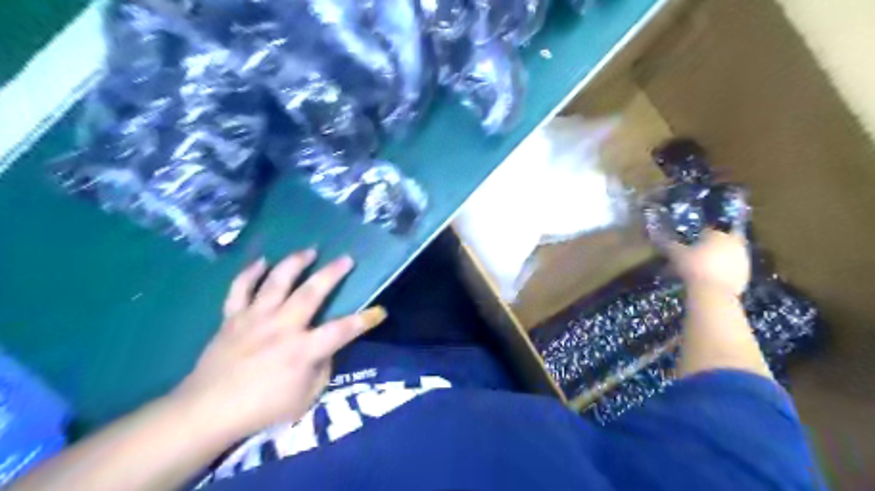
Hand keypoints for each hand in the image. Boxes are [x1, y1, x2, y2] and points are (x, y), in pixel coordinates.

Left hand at [170, 250, 385, 444]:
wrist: (207, 411)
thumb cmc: (261, 409)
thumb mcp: (305, 398)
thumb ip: (321, 369)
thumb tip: (325, 349)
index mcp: (302, 350)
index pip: (342, 330)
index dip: (364, 320)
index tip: (379, 312)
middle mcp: (281, 327)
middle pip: (311, 292)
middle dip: (332, 273)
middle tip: (346, 259)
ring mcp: (255, 319)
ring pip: (277, 281)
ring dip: (295, 263)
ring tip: (309, 252)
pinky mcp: (232, 318)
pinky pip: (240, 289)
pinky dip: (250, 273)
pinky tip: (262, 261)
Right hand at [668, 230, 748, 294]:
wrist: (713, 292)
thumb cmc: (693, 267)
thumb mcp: (676, 254)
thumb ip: (669, 244)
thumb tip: (657, 235)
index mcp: (717, 234)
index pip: (707, 232)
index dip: (697, 239)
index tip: (688, 246)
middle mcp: (734, 243)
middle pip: (721, 243)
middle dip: (711, 248)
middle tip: (696, 258)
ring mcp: (743, 259)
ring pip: (728, 256)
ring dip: (718, 260)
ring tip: (702, 270)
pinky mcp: (746, 275)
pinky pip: (732, 270)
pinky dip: (723, 273)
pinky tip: (710, 280)